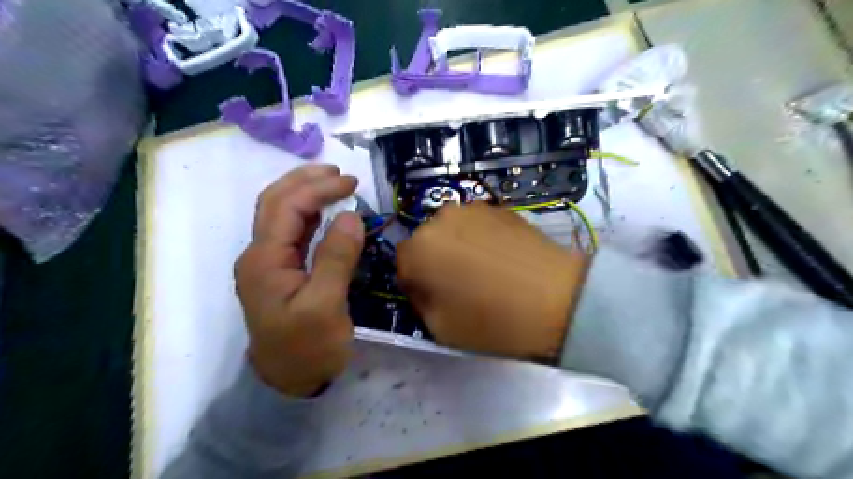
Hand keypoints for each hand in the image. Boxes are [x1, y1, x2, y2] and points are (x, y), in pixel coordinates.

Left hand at [234, 165, 363, 395]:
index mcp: (264, 260)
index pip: (288, 206)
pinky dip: (309, 214)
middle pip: (276, 202)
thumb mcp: (325, 306)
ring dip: (305, 192)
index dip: (320, 188)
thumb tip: (350, 216)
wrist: (287, 383)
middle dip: (307, 180)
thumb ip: (336, 258)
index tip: (353, 183)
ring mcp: (268, 264)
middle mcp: (259, 255)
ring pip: (281, 214)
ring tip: (334, 182)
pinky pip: (291, 233)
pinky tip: (324, 212)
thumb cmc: (306, 348)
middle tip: (341, 173)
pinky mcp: (280, 272)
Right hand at [399, 203, 587, 361]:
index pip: (402, 265)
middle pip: (425, 243)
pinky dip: (479, 238)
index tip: (433, 298)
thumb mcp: (440, 327)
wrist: (557, 299)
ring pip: (450, 231)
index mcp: (417, 250)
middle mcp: (438, 219)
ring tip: (484, 269)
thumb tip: (422, 284)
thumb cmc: (493, 320)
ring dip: (456, 247)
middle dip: (434, 262)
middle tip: (459, 284)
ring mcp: (470, 208)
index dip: (416, 284)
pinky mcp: (497, 206)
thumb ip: (419, 301)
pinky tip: (501, 257)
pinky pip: (474, 225)